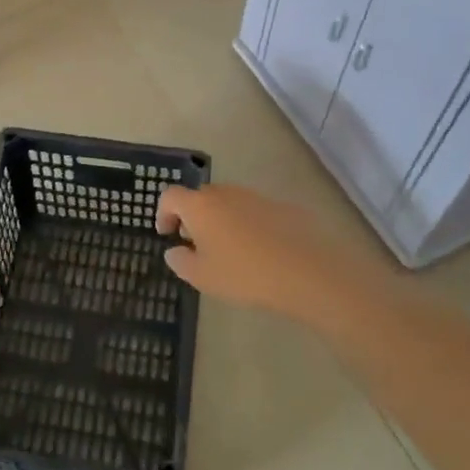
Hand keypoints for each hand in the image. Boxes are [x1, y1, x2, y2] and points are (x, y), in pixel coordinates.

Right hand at [157, 183, 390, 332]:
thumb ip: (181, 261)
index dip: (163, 213)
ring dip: (221, 220)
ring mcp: (255, 197)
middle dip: (193, 217)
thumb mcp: (203, 277)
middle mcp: (225, 193)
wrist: (306, 270)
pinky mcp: (281, 206)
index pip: (170, 196)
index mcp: (200, 206)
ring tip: (228, 250)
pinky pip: (253, 211)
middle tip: (196, 244)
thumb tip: (174, 250)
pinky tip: (258, 251)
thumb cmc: (244, 273)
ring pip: (228, 202)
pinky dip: (247, 225)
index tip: (167, 234)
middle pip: (200, 196)